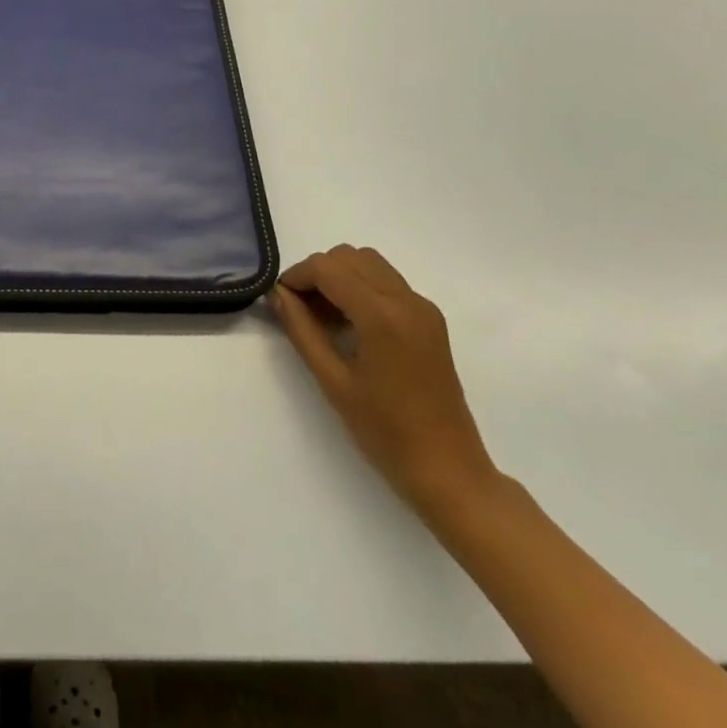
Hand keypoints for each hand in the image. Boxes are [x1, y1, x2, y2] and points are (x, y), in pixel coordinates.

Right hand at [269, 244, 498, 518]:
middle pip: (349, 257)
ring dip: (340, 277)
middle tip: (300, 309)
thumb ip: (302, 330)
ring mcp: (423, 308)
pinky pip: (387, 283)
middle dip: (318, 273)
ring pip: (369, 264)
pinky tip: (350, 325)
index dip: (297, 276)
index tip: (279, 300)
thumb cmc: (386, 432)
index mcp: (382, 315)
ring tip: (324, 317)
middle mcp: (406, 300)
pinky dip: (361, 288)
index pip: (328, 268)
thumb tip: (277, 295)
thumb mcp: (333, 381)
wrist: (449, 471)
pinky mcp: (430, 320)